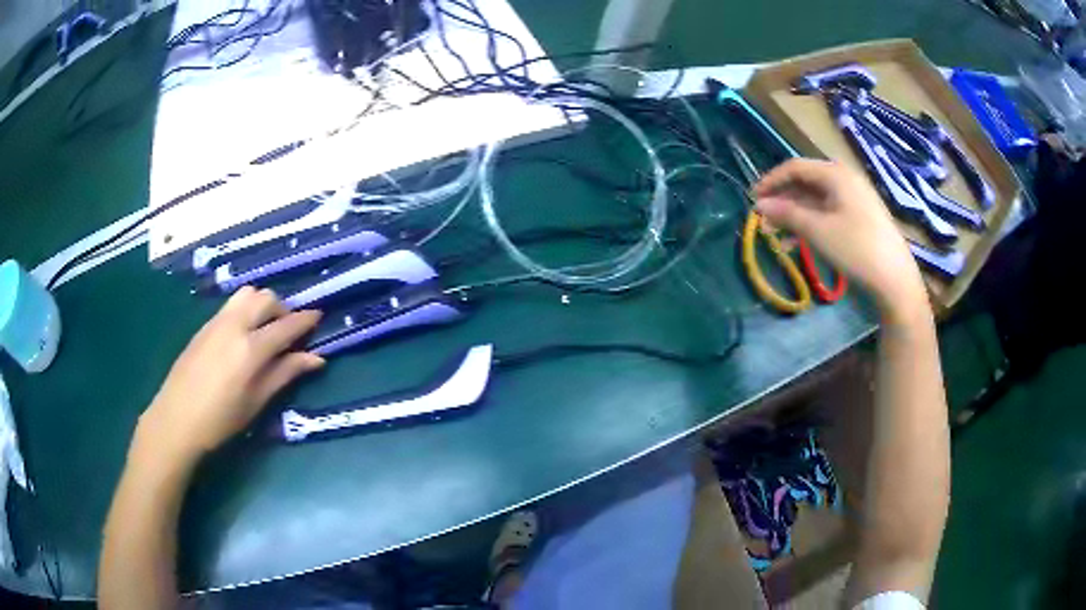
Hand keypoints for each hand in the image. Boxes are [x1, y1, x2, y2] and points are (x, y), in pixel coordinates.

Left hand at [135, 287, 323, 466]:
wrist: (176, 419)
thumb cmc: (220, 420)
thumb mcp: (256, 401)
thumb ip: (285, 374)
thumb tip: (316, 359)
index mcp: (251, 348)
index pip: (286, 325)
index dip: (306, 320)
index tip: (319, 317)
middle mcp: (235, 325)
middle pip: (266, 298)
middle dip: (283, 309)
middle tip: (288, 332)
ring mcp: (217, 321)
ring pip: (247, 294)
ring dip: (262, 304)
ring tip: (265, 329)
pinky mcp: (204, 325)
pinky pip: (231, 305)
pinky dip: (245, 309)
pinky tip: (243, 335)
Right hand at [753, 159, 927, 322]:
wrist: (895, 279)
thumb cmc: (856, 249)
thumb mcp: (817, 230)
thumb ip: (787, 214)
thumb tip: (760, 205)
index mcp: (835, 174)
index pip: (795, 167)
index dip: (771, 181)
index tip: (752, 199)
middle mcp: (844, 180)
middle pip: (805, 183)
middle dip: (782, 200)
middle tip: (763, 221)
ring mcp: (854, 200)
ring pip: (815, 201)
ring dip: (793, 215)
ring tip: (775, 236)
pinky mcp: (859, 218)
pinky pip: (827, 213)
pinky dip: (810, 224)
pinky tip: (797, 244)